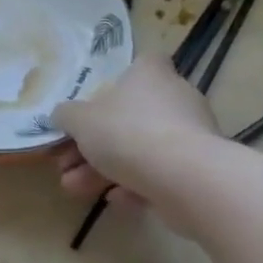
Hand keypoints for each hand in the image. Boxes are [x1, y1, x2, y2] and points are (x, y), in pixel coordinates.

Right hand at [51, 56, 220, 232]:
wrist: (185, 181)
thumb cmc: (128, 133)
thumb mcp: (80, 120)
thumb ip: (66, 115)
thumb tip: (63, 116)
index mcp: (150, 75)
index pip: (143, 63)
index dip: (121, 78)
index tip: (98, 99)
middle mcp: (176, 99)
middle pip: (131, 115)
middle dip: (95, 142)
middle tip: (66, 161)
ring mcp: (191, 136)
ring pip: (141, 149)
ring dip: (104, 169)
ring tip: (75, 189)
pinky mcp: (199, 170)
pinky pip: (159, 174)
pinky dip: (135, 186)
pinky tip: (114, 200)